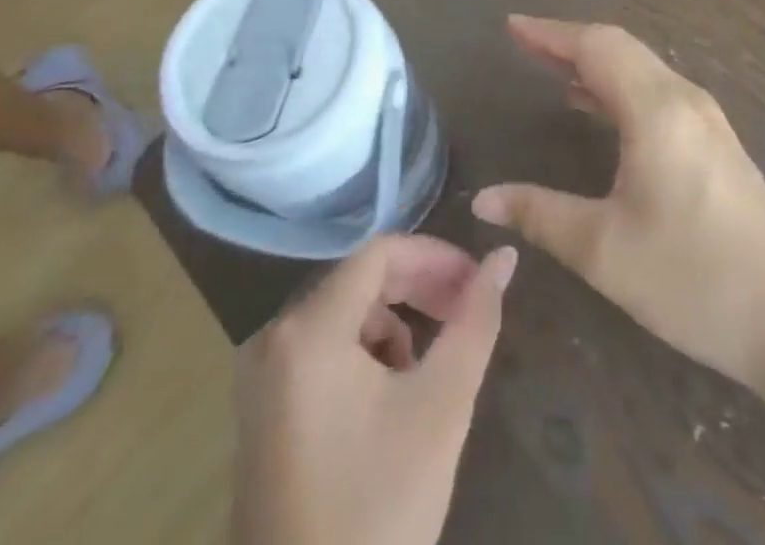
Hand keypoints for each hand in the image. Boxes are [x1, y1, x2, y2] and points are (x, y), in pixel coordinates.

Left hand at [232, 235, 516, 544]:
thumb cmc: (379, 511)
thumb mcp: (441, 407)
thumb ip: (476, 321)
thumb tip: (504, 256)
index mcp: (307, 330)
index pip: (380, 253)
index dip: (435, 257)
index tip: (476, 282)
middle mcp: (272, 338)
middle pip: (359, 280)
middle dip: (419, 288)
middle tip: (465, 311)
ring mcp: (259, 377)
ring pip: (343, 315)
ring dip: (393, 325)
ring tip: (426, 373)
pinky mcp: (260, 412)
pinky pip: (320, 350)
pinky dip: (362, 356)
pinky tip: (387, 402)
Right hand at [472, 16, 764, 395]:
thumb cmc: (695, 279)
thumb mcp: (605, 251)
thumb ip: (540, 215)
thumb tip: (483, 200)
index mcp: (656, 109)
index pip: (595, 46)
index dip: (550, 33)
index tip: (511, 26)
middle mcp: (684, 99)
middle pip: (619, 48)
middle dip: (568, 42)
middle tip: (524, 45)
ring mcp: (706, 120)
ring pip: (641, 69)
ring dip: (595, 63)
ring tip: (552, 71)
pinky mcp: (716, 143)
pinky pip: (656, 92)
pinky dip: (619, 87)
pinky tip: (599, 111)